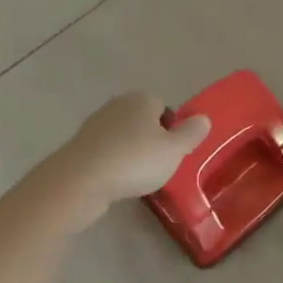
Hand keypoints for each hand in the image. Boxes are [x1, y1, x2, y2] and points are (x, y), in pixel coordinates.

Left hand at [53, 92, 210, 224]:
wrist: (79, 181)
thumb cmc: (134, 160)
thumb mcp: (174, 150)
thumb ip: (191, 133)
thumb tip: (204, 118)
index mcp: (142, 99)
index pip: (164, 107)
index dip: (171, 129)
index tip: (173, 153)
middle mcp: (117, 105)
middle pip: (142, 121)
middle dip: (150, 140)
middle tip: (158, 166)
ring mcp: (95, 126)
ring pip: (122, 137)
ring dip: (130, 154)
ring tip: (137, 179)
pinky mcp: (78, 147)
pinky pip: (105, 153)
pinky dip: (112, 165)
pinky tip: (116, 183)